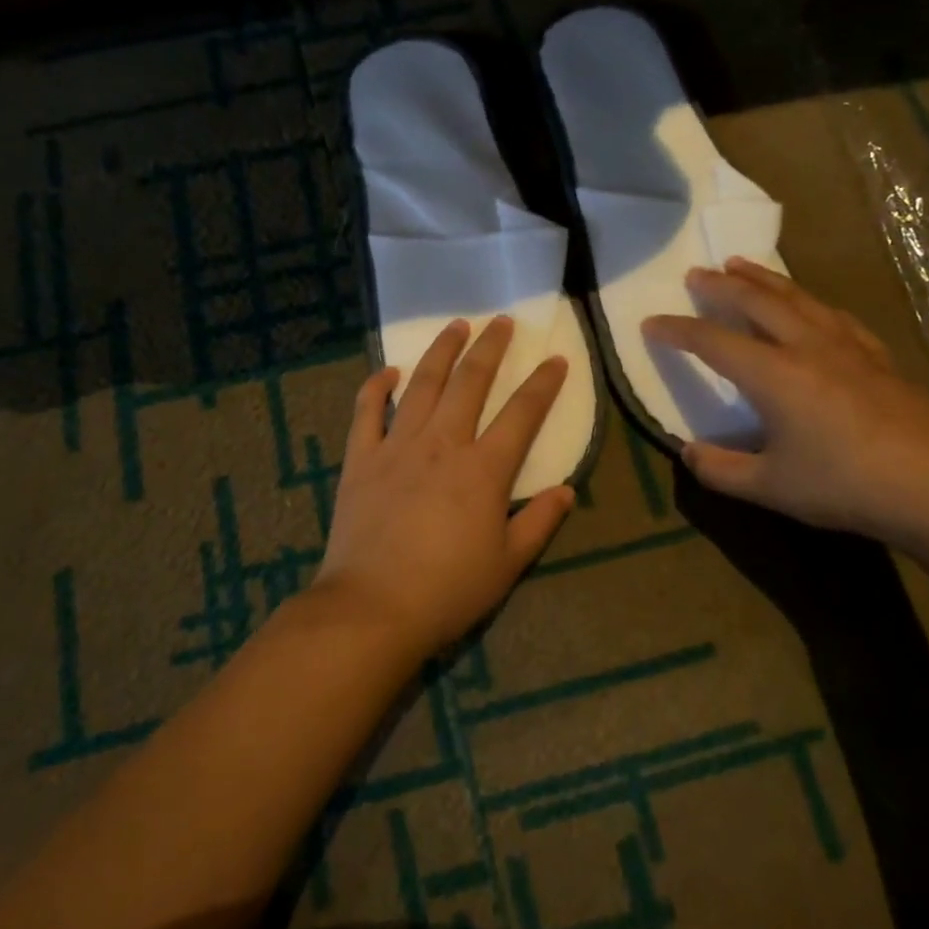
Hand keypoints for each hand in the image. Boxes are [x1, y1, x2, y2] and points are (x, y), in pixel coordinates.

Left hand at [315, 316, 576, 658]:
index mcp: (483, 469)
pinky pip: (367, 412)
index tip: (556, 359)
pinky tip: (387, 370)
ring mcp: (397, 446)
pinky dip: (376, 387)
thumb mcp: (507, 564)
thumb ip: (539, 522)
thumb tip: (567, 490)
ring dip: (440, 352)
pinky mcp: (361, 459)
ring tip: (455, 326)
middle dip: (489, 348)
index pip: (522, 414)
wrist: (373, 607)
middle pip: (470, 383)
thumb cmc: (448, 590)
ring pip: (422, 385)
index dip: (542, 384)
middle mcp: (442, 444)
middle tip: (500, 322)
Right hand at [643, 259, 928, 548]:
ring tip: (741, 265)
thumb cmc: (844, 486)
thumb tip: (687, 452)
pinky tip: (810, 304)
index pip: (713, 342)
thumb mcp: (769, 488)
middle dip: (721, 286)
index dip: (677, 331)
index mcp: (774, 375)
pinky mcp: (878, 358)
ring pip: (797, 298)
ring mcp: (847, 348)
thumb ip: (720, 469)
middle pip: (757, 302)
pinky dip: (810, 301)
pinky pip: (834, 315)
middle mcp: (807, 347)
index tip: (650, 323)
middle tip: (696, 273)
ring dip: (764, 279)